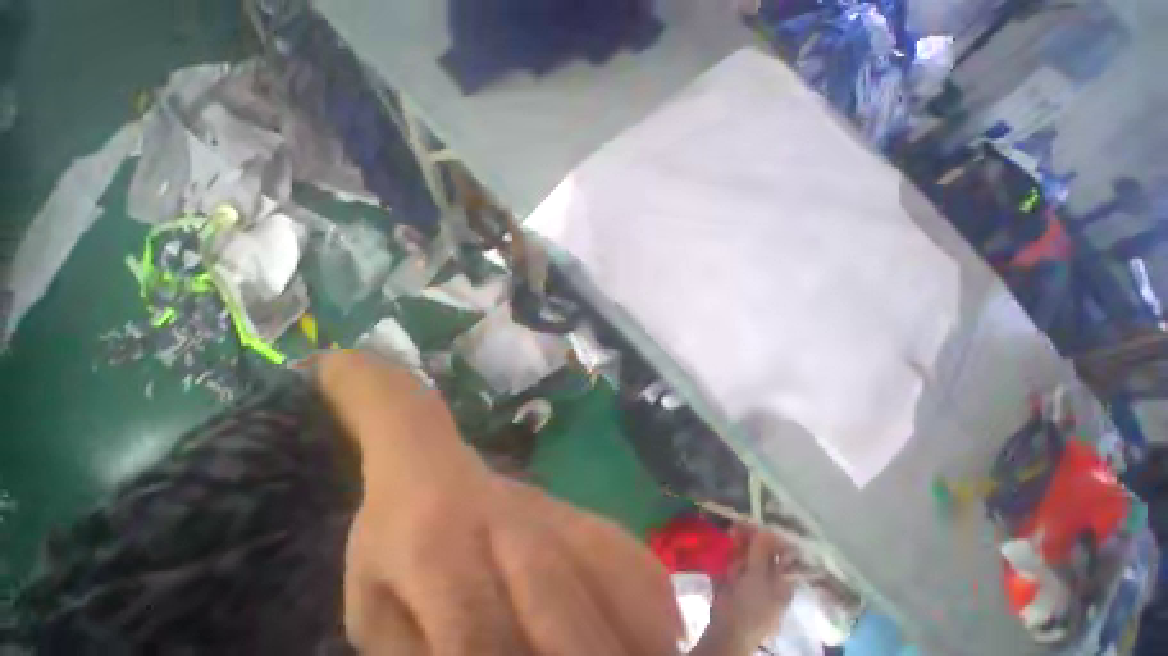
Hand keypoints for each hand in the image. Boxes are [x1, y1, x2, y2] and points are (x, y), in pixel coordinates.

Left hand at [318, 352, 681, 655]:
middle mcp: (501, 527)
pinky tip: (666, 623)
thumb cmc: (388, 537)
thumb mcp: (370, 611)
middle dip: (588, 652)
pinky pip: (614, 539)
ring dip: (636, 623)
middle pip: (553, 595)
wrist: (427, 462)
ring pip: (598, 560)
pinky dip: (646, 581)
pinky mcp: (564, 505)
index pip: (474, 628)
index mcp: (435, 554)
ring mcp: (541, 510)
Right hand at [697, 527, 796, 655]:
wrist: (728, 627)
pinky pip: (737, 556)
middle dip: (753, 536)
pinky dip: (734, 548)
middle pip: (764, 549)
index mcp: (784, 579)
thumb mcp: (758, 578)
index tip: (759, 523)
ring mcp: (753, 575)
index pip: (783, 553)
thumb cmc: (751, 606)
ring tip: (733, 531)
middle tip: (740, 523)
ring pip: (749, 550)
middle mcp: (770, 575)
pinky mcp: (738, 575)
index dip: (773, 536)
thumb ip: (762, 553)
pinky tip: (730, 538)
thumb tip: (766, 529)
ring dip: (741, 539)